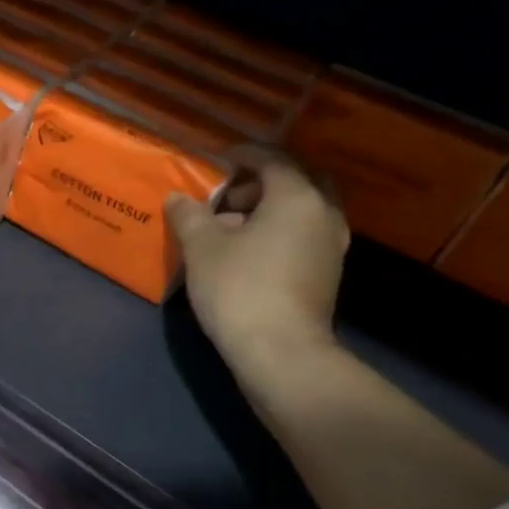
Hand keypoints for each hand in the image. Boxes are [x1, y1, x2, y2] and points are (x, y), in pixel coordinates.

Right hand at [167, 146, 348, 368]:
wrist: (280, 352)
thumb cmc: (239, 288)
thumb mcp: (202, 247)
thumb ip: (189, 216)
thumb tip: (178, 199)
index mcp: (297, 198)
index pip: (272, 160)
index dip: (242, 156)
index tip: (217, 160)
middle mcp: (323, 215)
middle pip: (295, 183)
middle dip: (260, 183)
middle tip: (226, 196)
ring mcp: (330, 247)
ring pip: (299, 212)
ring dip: (266, 211)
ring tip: (227, 228)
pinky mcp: (325, 275)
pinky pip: (300, 237)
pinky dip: (276, 233)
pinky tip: (244, 253)